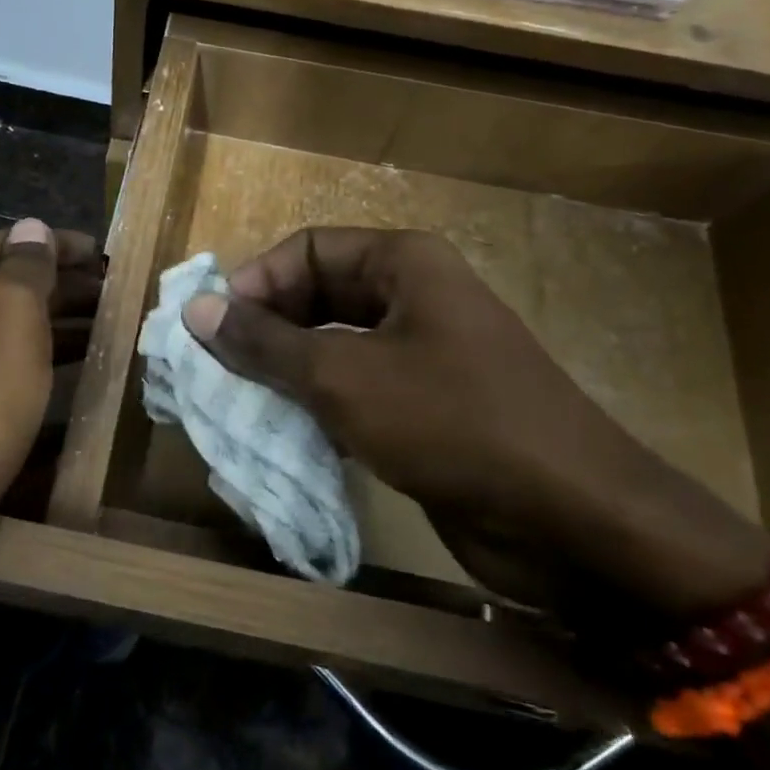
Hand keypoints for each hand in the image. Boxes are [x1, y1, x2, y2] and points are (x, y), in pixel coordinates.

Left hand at [0, 220, 100, 633]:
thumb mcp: (2, 321)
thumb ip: (23, 270)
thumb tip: (33, 228)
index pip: (6, 243)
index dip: (56, 244)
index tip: (107, 255)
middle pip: (7, 291)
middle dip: (64, 289)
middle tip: (120, 297)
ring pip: (8, 341)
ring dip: (58, 333)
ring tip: (112, 336)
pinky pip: (4, 388)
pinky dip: (42, 380)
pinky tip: (77, 392)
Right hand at [184, 228, 769, 620]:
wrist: (572, 520)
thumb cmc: (451, 421)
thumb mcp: (344, 375)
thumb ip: (264, 343)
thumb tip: (196, 310)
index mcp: (402, 262)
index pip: (305, 249)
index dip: (255, 282)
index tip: (213, 330)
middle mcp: (412, 295)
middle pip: (316, 294)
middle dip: (266, 329)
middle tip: (217, 370)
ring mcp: (422, 353)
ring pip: (332, 344)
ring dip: (286, 371)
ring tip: (238, 402)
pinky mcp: (425, 406)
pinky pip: (354, 388)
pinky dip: (317, 404)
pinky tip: (285, 433)